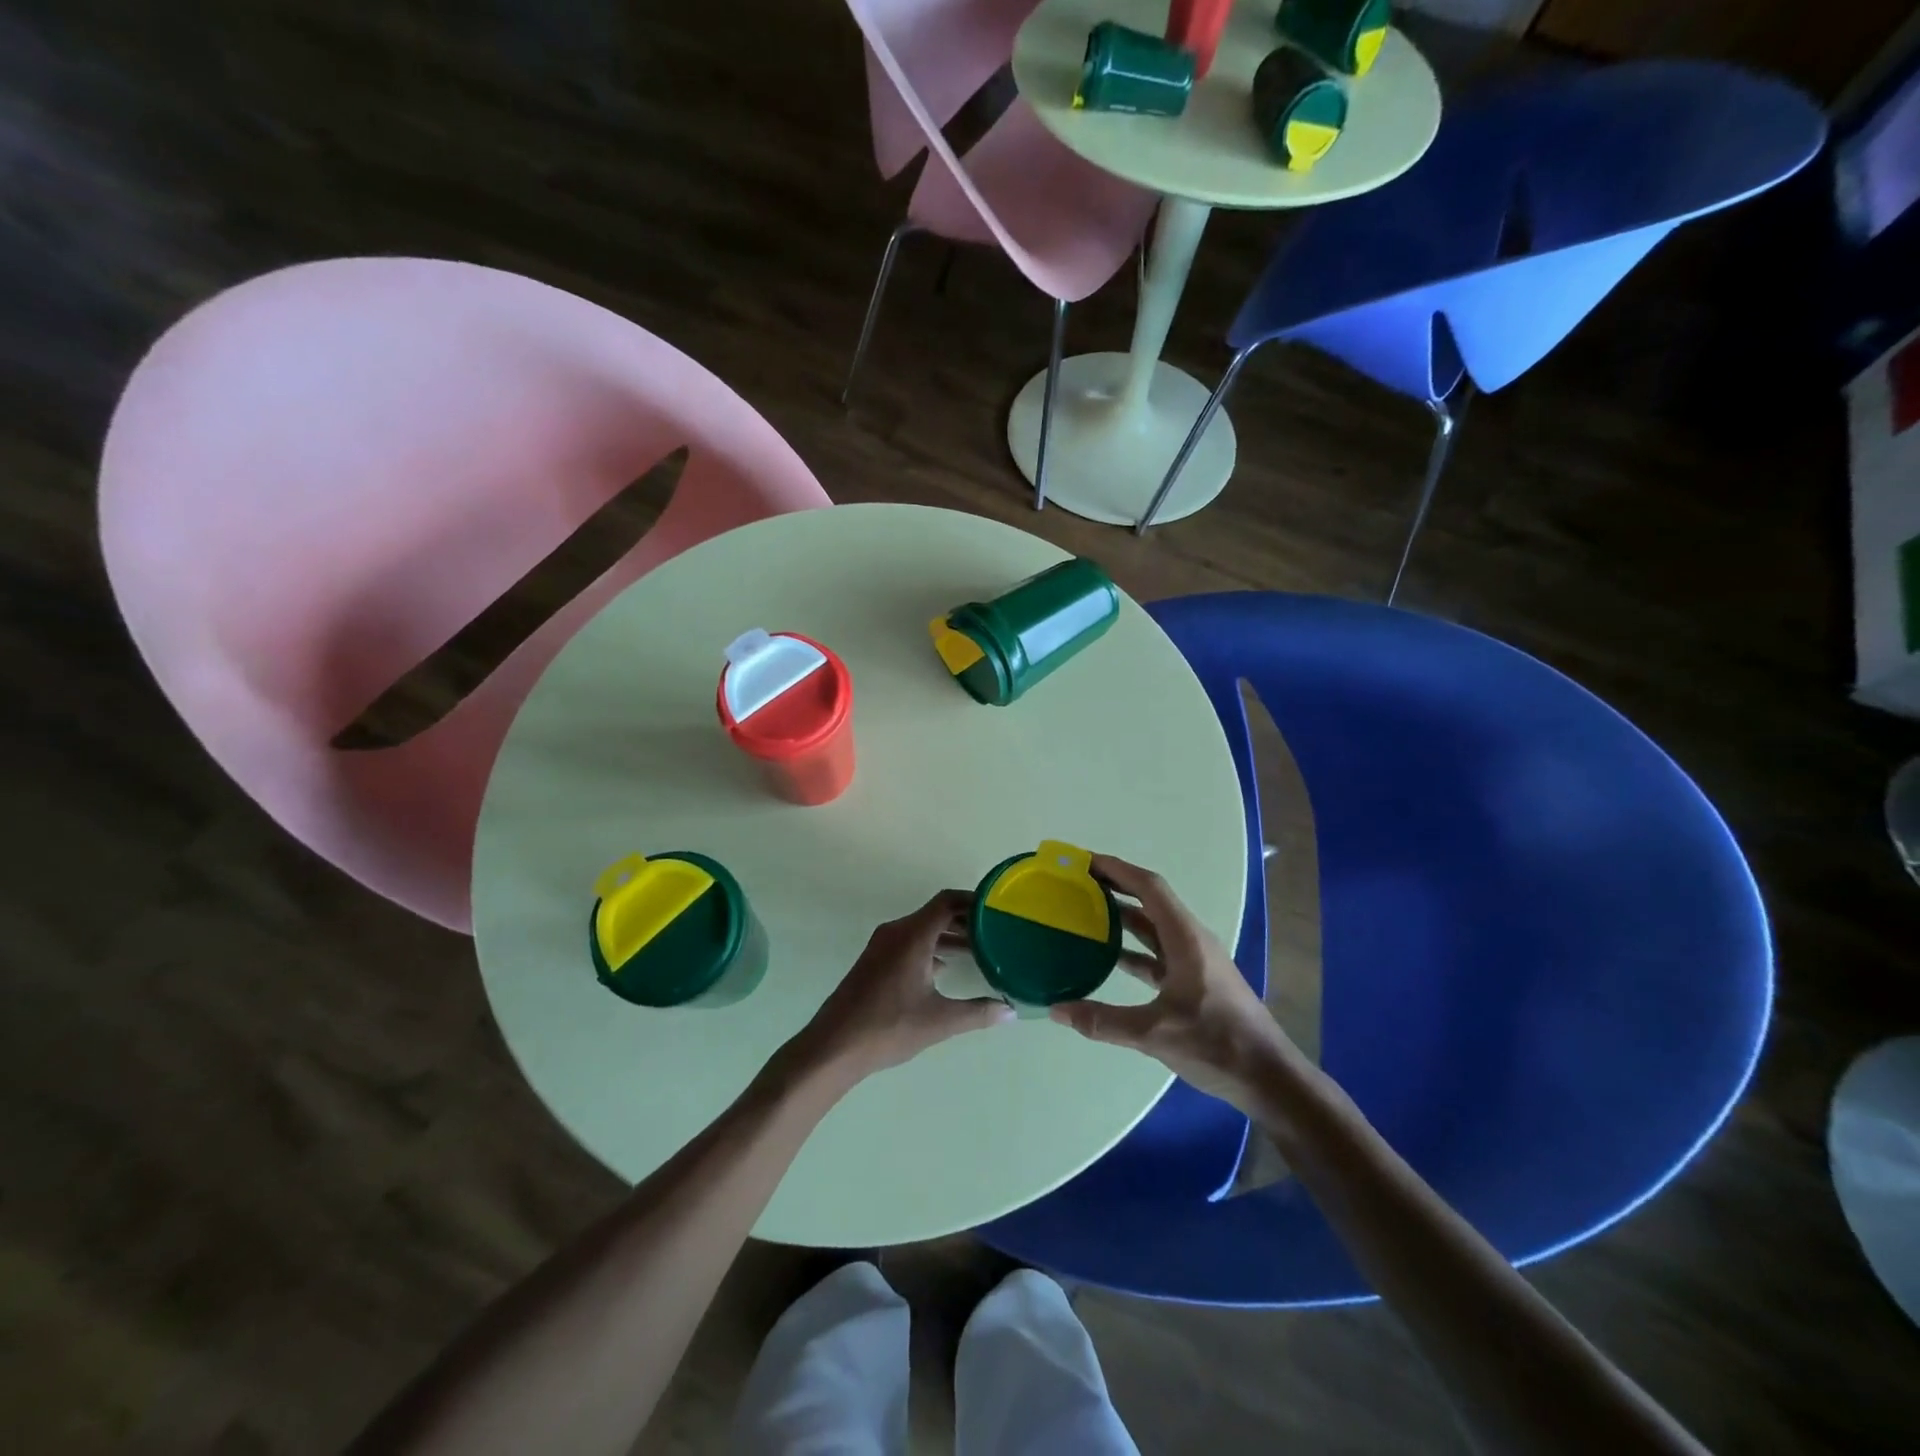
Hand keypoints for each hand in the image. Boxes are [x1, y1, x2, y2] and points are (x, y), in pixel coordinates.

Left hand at [788, 890, 1012, 1085]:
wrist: (833, 1046)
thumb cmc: (888, 1027)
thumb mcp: (939, 1021)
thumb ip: (977, 1012)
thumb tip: (1010, 1010)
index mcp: (912, 936)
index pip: (948, 902)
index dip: (974, 901)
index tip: (998, 909)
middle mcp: (896, 932)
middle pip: (936, 913)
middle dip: (966, 920)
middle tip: (996, 932)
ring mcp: (882, 946)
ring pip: (922, 929)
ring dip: (948, 936)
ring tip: (978, 950)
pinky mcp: (875, 962)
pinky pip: (909, 943)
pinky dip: (931, 948)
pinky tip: (946, 969)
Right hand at [1049, 855, 1297, 1110]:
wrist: (1269, 1078)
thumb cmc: (1217, 1044)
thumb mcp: (1155, 1033)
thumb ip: (1103, 1021)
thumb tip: (1056, 1010)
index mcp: (1186, 938)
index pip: (1149, 887)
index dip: (1116, 869)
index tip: (1083, 861)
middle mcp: (1190, 940)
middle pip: (1149, 900)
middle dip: (1114, 886)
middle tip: (1076, 882)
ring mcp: (1194, 961)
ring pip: (1153, 927)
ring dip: (1122, 916)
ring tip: (1084, 912)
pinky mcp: (1194, 982)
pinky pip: (1156, 953)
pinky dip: (1132, 948)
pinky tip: (1107, 958)